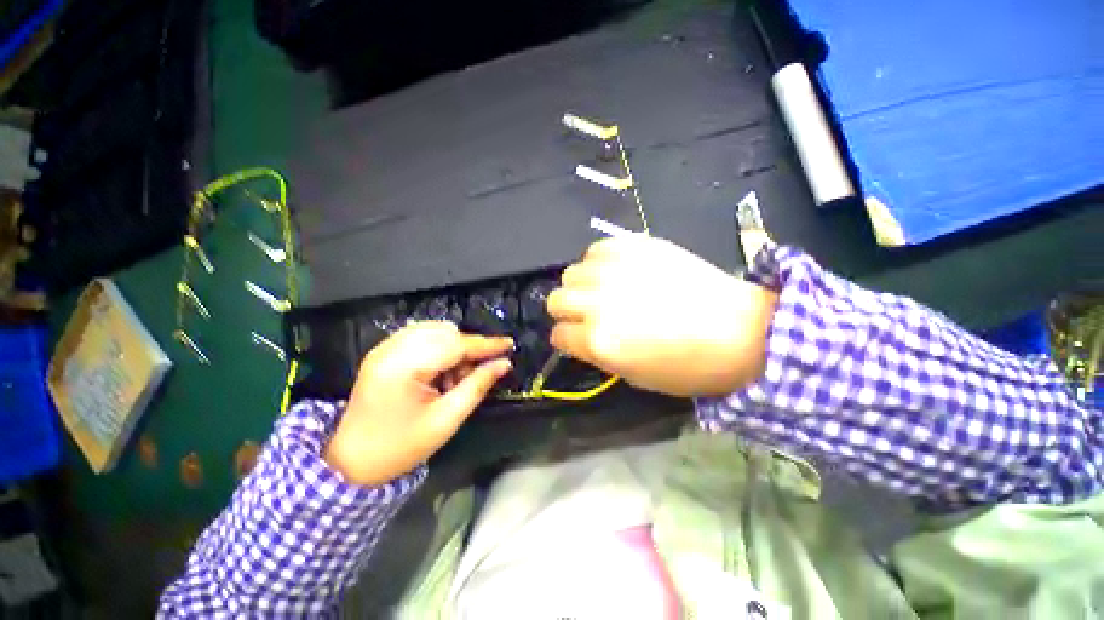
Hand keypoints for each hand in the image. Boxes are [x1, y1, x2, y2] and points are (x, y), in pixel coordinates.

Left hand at [324, 322, 512, 485]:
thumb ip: (477, 386)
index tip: (509, 344)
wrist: (350, 462)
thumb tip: (503, 364)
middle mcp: (391, 349)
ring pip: (435, 331)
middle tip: (479, 372)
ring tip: (456, 377)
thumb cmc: (400, 447)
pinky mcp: (383, 351)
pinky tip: (441, 370)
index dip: (486, 344)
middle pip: (446, 333)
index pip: (455, 345)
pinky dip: (439, 347)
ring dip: (454, 347)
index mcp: (403, 367)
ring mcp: (384, 347)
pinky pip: (421, 336)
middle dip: (469, 349)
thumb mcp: (445, 420)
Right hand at [547, 235, 776, 396]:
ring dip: (581, 285)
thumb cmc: (687, 366)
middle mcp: (598, 301)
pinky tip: (616, 271)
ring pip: (571, 272)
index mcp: (598, 340)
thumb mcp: (632, 375)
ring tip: (603, 291)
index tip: (576, 338)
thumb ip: (596, 353)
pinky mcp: (636, 246)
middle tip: (587, 314)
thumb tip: (578, 334)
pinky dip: (599, 262)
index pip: (558, 335)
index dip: (566, 339)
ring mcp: (616, 270)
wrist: (739, 330)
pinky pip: (596, 249)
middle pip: (556, 299)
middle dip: (567, 311)